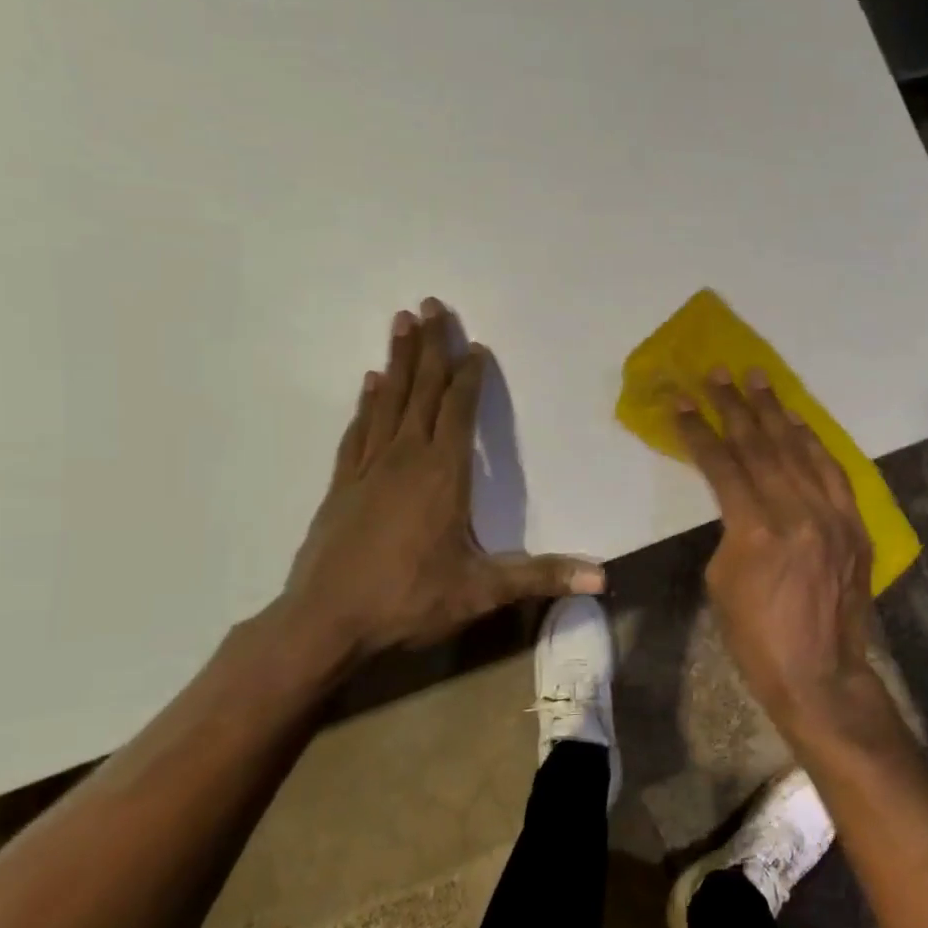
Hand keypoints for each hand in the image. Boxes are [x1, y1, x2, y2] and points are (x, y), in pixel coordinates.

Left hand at [279, 300, 604, 663]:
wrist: (324, 623)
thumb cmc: (408, 600)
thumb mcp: (481, 591)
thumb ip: (541, 576)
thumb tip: (603, 577)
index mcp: (442, 475)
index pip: (459, 411)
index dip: (469, 377)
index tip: (476, 345)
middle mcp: (404, 459)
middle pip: (421, 391)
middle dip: (429, 347)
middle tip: (430, 304)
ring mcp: (368, 468)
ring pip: (387, 402)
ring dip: (397, 361)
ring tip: (400, 323)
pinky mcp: (341, 485)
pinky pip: (358, 431)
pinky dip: (366, 404)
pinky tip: (369, 384)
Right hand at [673, 368, 875, 727]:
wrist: (821, 675)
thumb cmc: (757, 639)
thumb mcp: (722, 581)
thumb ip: (731, 529)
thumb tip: (740, 500)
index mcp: (756, 530)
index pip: (723, 465)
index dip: (700, 430)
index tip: (682, 401)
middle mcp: (798, 513)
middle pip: (761, 447)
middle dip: (736, 406)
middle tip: (718, 373)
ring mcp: (833, 517)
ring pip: (800, 451)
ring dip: (776, 412)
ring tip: (759, 379)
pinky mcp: (855, 526)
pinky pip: (834, 473)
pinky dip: (814, 444)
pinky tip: (800, 423)